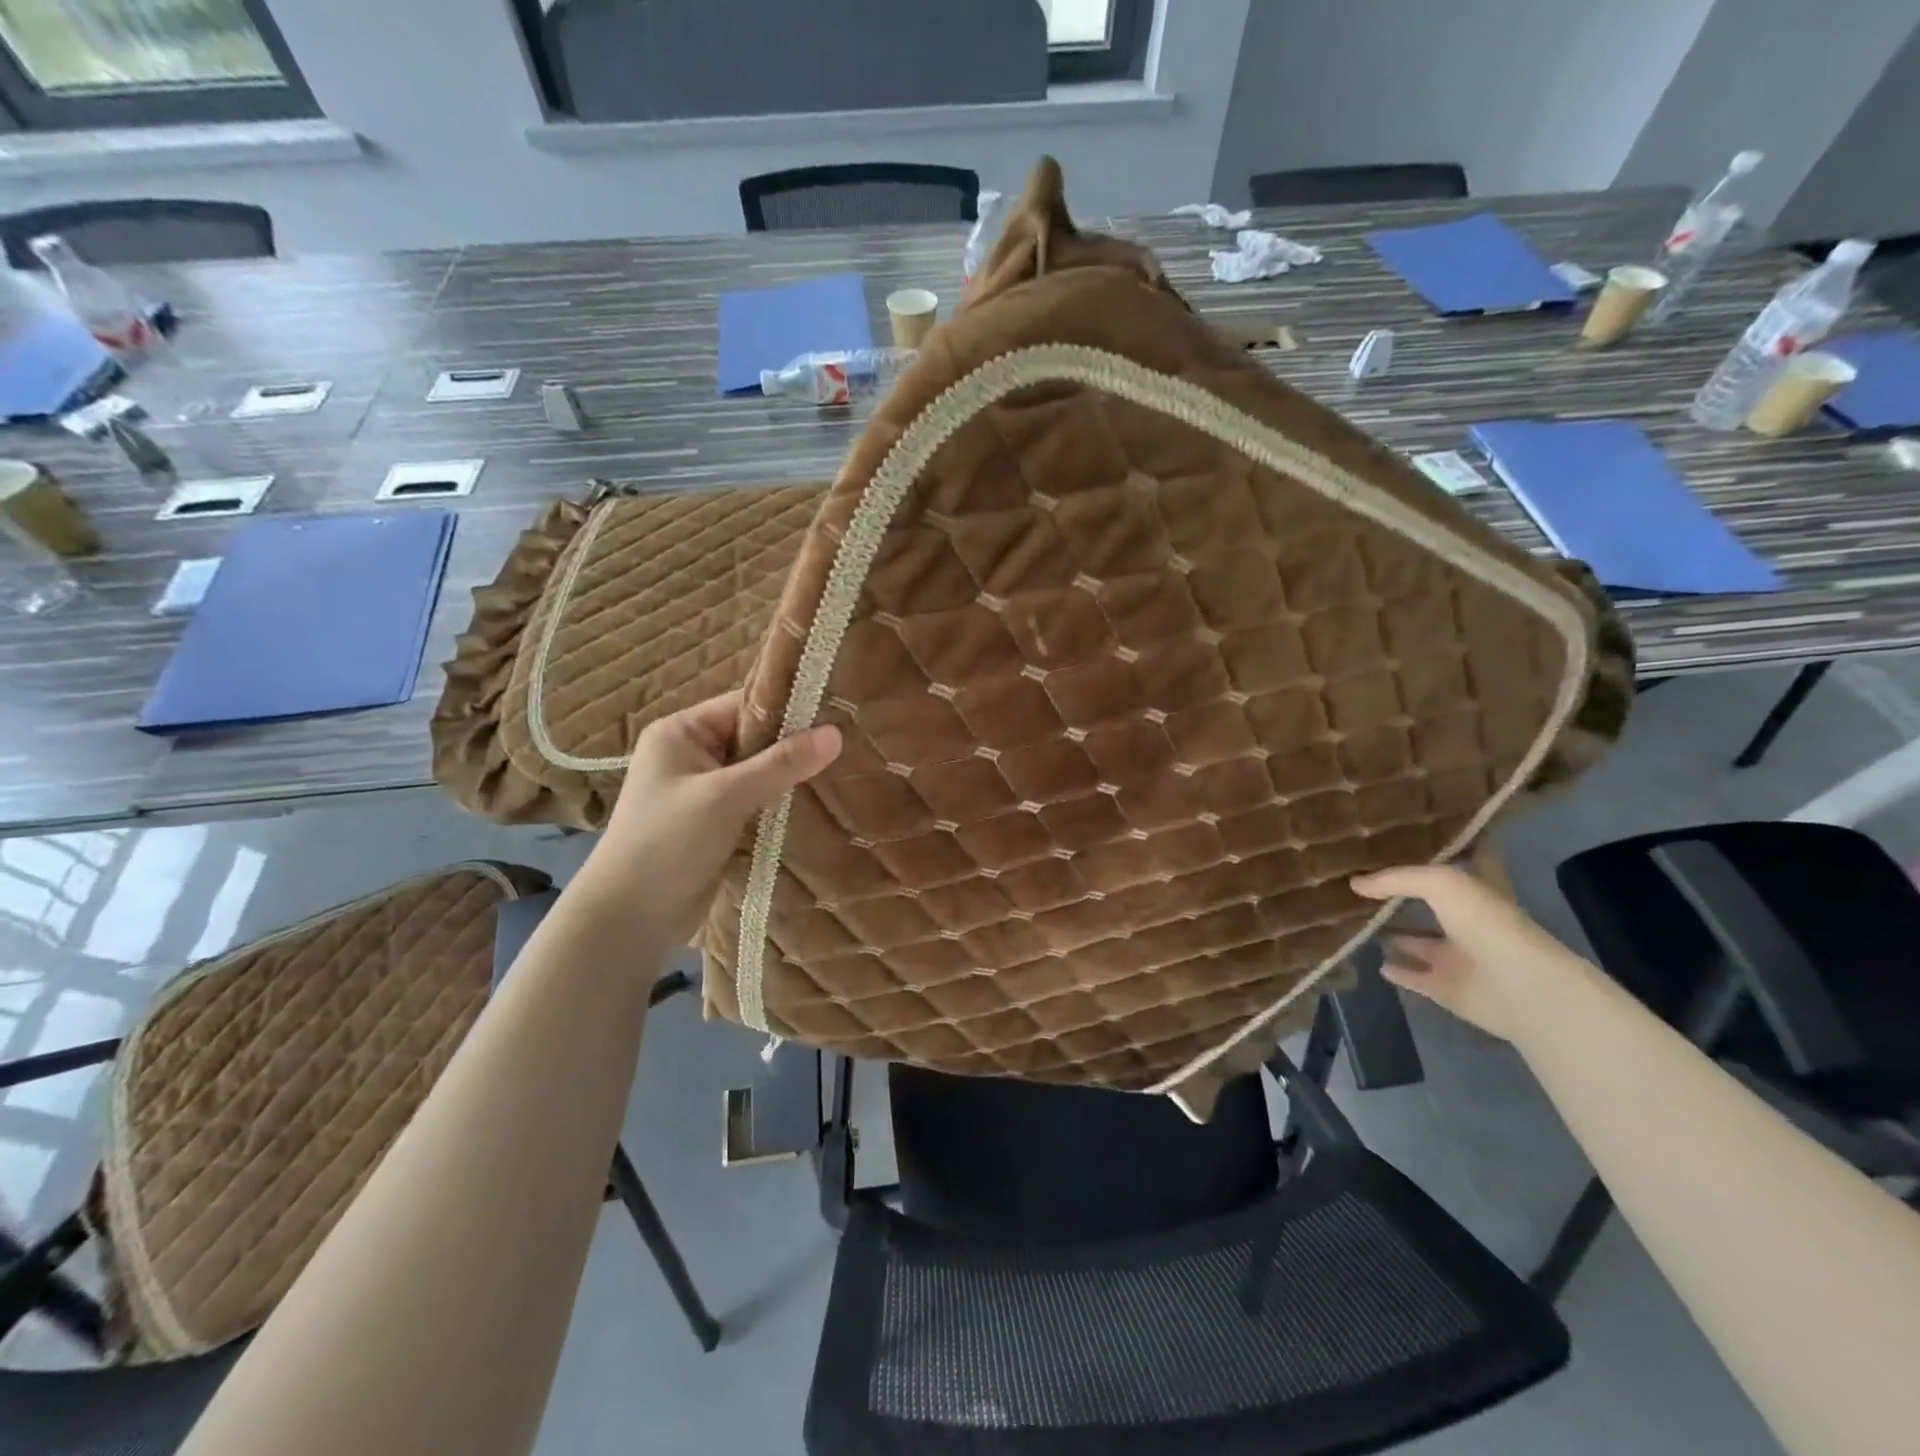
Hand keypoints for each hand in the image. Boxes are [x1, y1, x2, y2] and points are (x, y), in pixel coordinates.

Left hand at [573, 691, 840, 946]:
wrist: (630, 918)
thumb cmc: (668, 843)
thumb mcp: (726, 796)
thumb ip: (781, 764)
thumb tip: (836, 733)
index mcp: (681, 732)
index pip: (744, 705)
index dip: (788, 708)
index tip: (836, 716)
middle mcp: (691, 754)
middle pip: (754, 738)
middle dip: (794, 746)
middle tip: (845, 747)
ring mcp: (702, 790)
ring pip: (758, 771)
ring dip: (789, 777)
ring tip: (840, 772)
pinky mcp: (714, 822)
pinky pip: (755, 800)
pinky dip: (779, 802)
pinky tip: (815, 803)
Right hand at [1350, 864, 1591, 1040]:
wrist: (1520, 987)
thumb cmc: (1487, 924)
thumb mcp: (1441, 883)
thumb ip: (1396, 879)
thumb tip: (1355, 884)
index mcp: (1473, 895)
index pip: (1446, 872)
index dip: (1421, 860)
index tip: (1389, 850)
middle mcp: (1466, 924)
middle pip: (1427, 908)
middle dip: (1399, 899)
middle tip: (1359, 888)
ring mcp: (1456, 959)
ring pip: (1417, 943)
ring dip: (1394, 935)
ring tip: (1357, 922)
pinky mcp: (1446, 988)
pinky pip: (1413, 977)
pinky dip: (1397, 971)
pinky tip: (1375, 962)